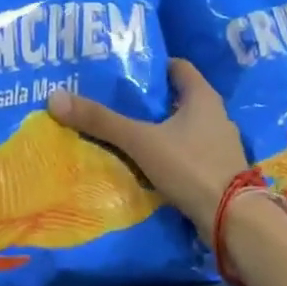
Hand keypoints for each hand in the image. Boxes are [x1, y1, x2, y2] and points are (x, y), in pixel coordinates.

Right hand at [46, 59, 247, 243]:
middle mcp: (216, 116)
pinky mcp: (217, 171)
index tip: (126, 72)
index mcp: (203, 97)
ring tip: (127, 134)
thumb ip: (101, 121)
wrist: (232, 219)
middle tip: (117, 102)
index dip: (153, 66)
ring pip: (183, 128)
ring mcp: (219, 145)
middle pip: (179, 98)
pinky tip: (147, 164)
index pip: (178, 68)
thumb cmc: (190, 166)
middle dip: (150, 101)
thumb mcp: (140, 141)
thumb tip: (55, 98)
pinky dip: (168, 154)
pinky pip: (187, 153)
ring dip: (159, 129)